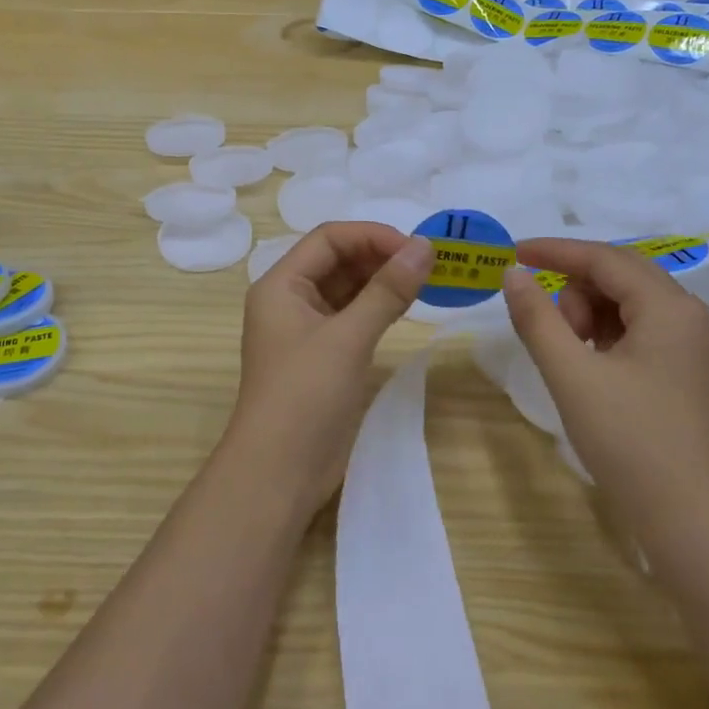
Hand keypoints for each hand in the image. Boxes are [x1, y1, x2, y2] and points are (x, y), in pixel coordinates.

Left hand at [224, 222, 433, 515]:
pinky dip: (378, 308)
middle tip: (429, 265)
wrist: (279, 472)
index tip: (417, 248)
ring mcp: (305, 329)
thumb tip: (426, 246)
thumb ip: (387, 290)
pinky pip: (351, 316)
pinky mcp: (322, 356)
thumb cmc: (305, 395)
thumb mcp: (348, 338)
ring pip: (346, 289)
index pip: (329, 239)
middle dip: (381, 256)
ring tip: (426, 282)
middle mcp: (289, 299)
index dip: (372, 236)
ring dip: (382, 281)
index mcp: (280, 285)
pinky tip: (407, 308)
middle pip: (337, 260)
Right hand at [502, 238, 708, 553]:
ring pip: (632, 306)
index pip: (606, 259)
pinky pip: (645, 334)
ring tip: (574, 362)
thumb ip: (537, 318)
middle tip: (553, 336)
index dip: (556, 251)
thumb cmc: (631, 444)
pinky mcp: (694, 375)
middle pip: (622, 278)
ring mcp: (699, 348)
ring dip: (593, 317)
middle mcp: (694, 318)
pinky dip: (611, 339)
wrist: (696, 527)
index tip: (513, 253)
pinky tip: (595, 372)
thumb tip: (512, 274)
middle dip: (576, 293)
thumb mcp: (572, 376)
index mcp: (672, 309)